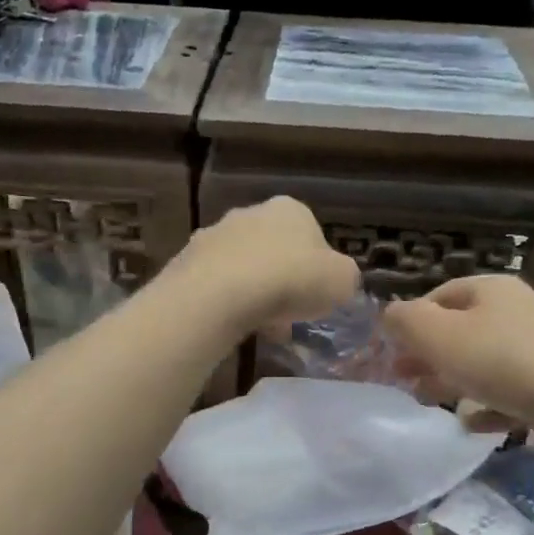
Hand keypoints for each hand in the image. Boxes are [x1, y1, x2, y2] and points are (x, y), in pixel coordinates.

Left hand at [171, 197, 359, 334]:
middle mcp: (251, 212)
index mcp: (292, 210)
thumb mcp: (343, 281)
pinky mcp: (187, 259)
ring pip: (243, 265)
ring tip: (261, 324)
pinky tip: (234, 323)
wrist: (222, 292)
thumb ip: (346, 278)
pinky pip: (216, 283)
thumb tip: (339, 281)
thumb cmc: (293, 279)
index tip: (316, 295)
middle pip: (274, 248)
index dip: (317, 268)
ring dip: (253, 290)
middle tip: (289, 311)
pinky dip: (227, 300)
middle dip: (282, 278)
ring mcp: (215, 233)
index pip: (312, 235)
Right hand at [383, 275, 533, 429]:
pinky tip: (472, 424)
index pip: (439, 295)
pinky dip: (488, 406)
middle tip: (403, 380)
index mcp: (492, 289)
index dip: (410, 322)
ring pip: (484, 362)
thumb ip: (404, 321)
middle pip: (461, 330)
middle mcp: (519, 311)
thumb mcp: (437, 335)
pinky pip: (511, 393)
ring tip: (429, 403)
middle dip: (427, 355)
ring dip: (452, 381)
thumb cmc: (501, 362)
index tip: (391, 352)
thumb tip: (389, 316)